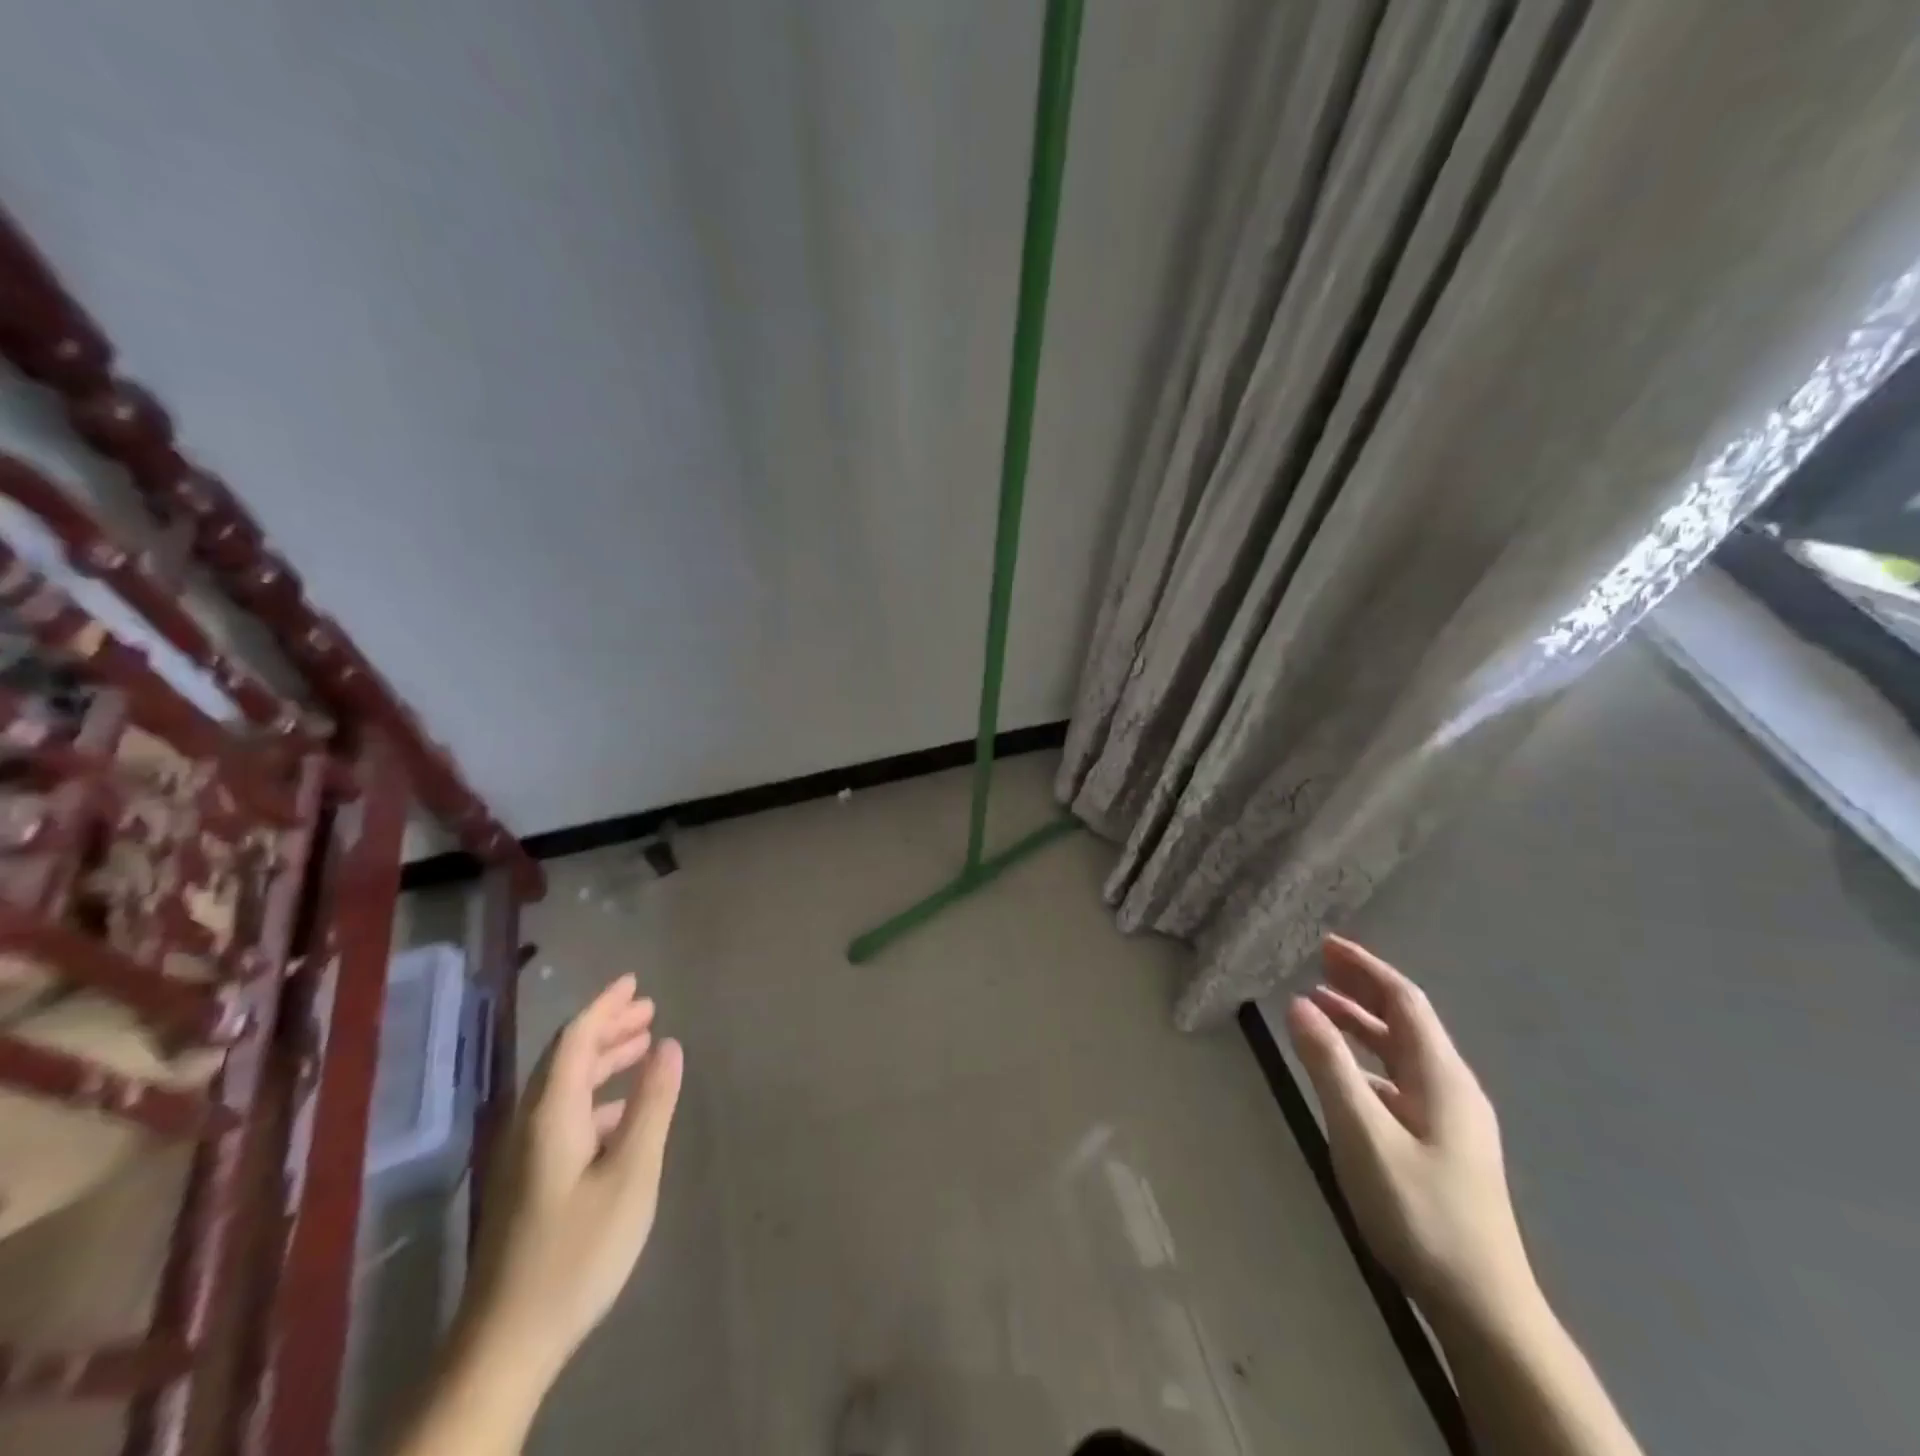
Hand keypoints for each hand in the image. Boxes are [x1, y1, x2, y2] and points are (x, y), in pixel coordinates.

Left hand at [456, 974, 684, 1382]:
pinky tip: (622, 1111)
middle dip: (607, 1027)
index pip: (575, 1039)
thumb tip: (670, 1046)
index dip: (605, 1006)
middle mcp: (529, 1124)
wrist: (505, 1344)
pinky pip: (562, 1113)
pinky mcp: (526, 1182)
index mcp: (550, 1114)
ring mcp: (523, 1155)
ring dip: (602, 1060)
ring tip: (643, 1047)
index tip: (635, 982)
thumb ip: (651, 1105)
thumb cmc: (577, 1251)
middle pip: (566, 1057)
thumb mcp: (631, 1174)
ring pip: (563, 1087)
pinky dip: (595, 1095)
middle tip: (649, 1010)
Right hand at [1286, 935, 1532, 1324]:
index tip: (1326, 944)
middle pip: (1406, 1020)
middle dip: (1362, 987)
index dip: (1366, 967)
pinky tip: (1342, 1069)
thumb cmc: (1420, 1211)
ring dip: (1361, 1022)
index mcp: (1441, 1075)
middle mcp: (1451, 1086)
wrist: (1482, 1305)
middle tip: (1317, 963)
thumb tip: (1298, 1003)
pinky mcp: (1442, 1143)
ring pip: (1401, 1051)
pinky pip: (1400, 1078)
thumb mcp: (1363, 1133)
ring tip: (1318, 1005)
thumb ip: (1329, 1065)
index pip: (1404, 1001)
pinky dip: (1367, 1058)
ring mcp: (1451, 1117)